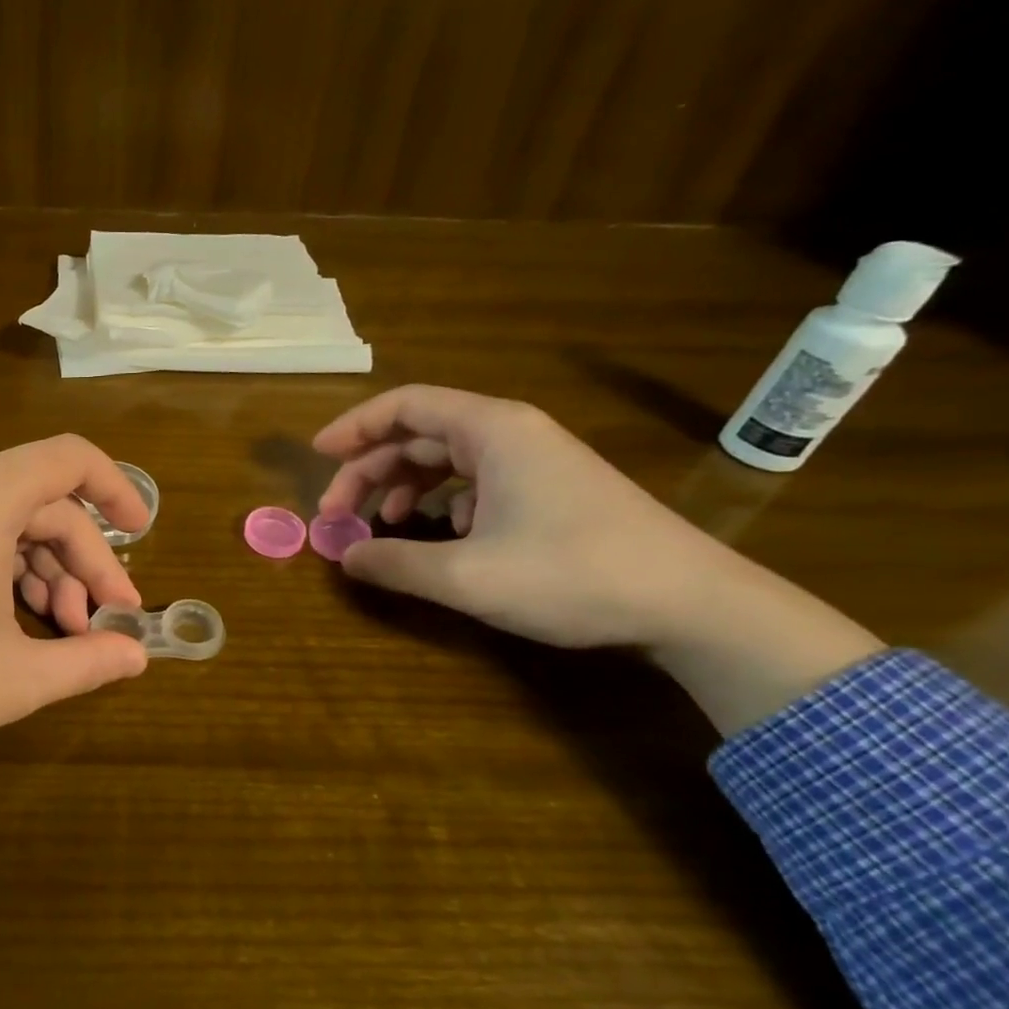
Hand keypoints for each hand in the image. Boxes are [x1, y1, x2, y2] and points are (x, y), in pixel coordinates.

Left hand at [0, 436, 149, 820]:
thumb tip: (137, 656)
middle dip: (86, 563)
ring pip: (13, 526)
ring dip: (49, 575)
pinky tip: (20, 626)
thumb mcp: (13, 677)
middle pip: (47, 506)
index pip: (73, 460)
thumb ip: (87, 663)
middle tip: (106, 624)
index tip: (143, 535)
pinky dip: (10, 575)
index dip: (118, 491)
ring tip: (65, 637)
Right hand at [314, 385, 883, 733]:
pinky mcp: (550, 489)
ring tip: (381, 526)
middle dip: (370, 470)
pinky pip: (477, 481)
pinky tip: (441, 537)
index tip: (316, 457)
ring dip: (404, 487)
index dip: (353, 427)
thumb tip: (345, 558)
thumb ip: (395, 563)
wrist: (692, 603)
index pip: (404, 405)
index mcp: (491, 431)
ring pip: (447, 459)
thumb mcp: (468, 576)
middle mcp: (511, 433)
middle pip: (419, 434)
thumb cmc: (572, 575)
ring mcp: (535, 460)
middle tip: (337, 515)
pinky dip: (443, 503)